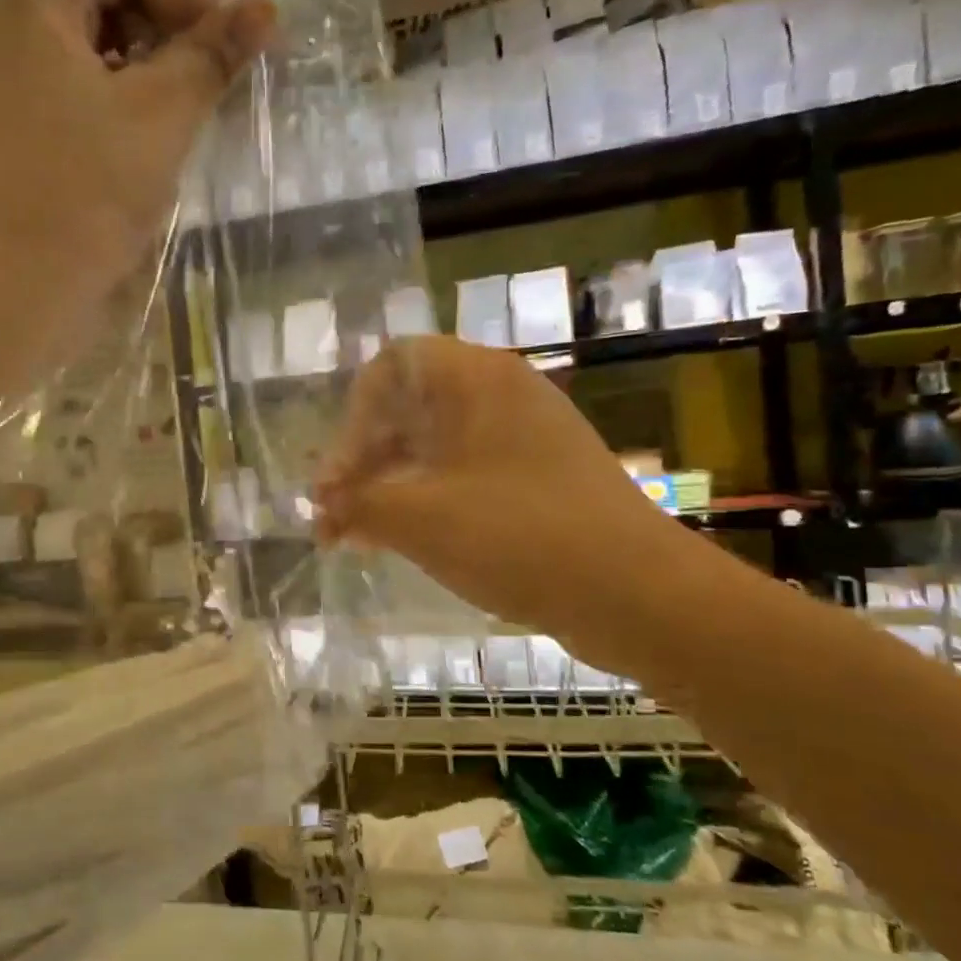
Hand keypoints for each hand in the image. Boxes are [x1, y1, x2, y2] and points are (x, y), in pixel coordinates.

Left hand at [0, 0, 275, 312]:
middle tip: (207, 95)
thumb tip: (266, 11)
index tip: (220, 58)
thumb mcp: (161, 114)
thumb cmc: (87, 190)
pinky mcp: (14, 132)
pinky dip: (120, 113)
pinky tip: (146, 155)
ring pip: (99, 54)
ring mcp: (6, 80)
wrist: (16, 284)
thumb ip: (212, 55)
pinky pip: (79, 98)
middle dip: (168, 39)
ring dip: (150, 82)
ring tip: (181, 130)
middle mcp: (8, 21)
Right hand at [314, 336, 691, 669]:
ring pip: (435, 447)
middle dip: (363, 462)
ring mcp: (525, 437)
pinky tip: (403, 543)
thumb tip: (324, 507)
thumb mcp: (417, 518)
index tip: (339, 479)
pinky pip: (466, 475)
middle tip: (334, 516)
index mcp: (474, 378)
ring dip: (390, 487)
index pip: (389, 367)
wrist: (635, 592)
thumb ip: (357, 504)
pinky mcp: (540, 478)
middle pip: (408, 409)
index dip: (351, 420)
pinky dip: (427, 501)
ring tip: (358, 538)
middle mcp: (501, 394)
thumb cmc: (516, 535)